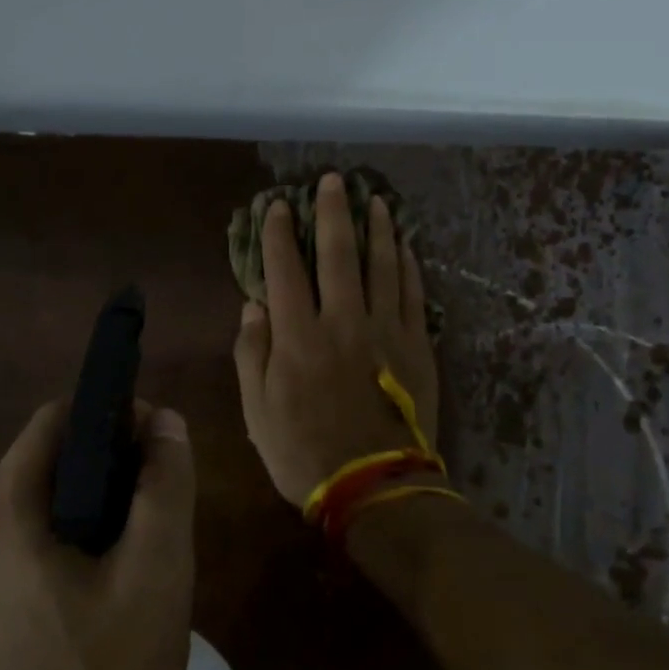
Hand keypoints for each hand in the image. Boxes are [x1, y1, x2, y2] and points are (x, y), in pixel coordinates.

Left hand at [0, 399, 194, 669]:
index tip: (156, 447)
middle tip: (156, 515)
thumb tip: (165, 421)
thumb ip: (164, 484)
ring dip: (88, 521)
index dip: (110, 417)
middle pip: (44, 470)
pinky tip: (104, 611)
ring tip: (139, 564)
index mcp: (0, 514)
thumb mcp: (156, 575)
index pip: (54, 421)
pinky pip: (20, 565)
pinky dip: (64, 560)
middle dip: (105, 475)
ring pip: (35, 520)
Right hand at [233, 170, 440, 507]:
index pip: (285, 269)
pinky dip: (408, 265)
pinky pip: (413, 294)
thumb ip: (251, 353)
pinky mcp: (417, 345)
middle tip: (334, 180)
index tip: (278, 206)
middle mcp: (342, 321)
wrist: (375, 488)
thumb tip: (253, 305)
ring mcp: (385, 330)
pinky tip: (405, 246)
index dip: (279, 234)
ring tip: (376, 200)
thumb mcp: (257, 411)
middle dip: (334, 212)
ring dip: (378, 228)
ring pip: (383, 265)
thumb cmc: (304, 453)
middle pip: (339, 254)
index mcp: (297, 336)